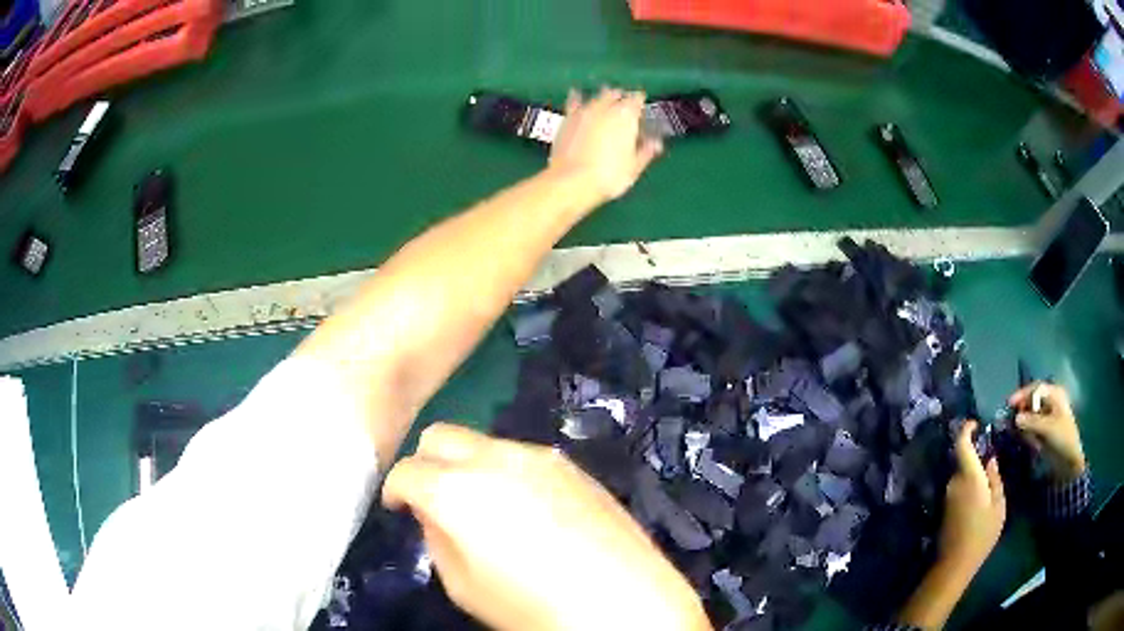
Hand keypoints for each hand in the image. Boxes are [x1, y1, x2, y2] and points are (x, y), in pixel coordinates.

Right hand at [382, 424, 709, 630]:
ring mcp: (541, 456)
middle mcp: (496, 457)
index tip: (398, 508)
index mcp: (457, 489)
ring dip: (470, 466)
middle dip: (426, 463)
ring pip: (485, 443)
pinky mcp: (575, 466)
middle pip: (441, 436)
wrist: (626, 604)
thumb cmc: (533, 608)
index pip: (406, 470)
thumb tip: (432, 513)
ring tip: (486, 509)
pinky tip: (529, 511)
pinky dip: (508, 474)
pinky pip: (525, 458)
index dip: (395, 489)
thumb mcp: (463, 586)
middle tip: (433, 499)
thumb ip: (436, 539)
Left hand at [548, 87, 663, 202]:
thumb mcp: (634, 167)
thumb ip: (646, 151)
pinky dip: (577, 97)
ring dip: (603, 97)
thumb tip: (656, 143)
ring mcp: (584, 110)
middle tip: (624, 106)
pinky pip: (574, 101)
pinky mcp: (567, 118)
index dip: (640, 101)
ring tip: (605, 101)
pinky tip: (576, 94)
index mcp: (626, 115)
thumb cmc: (608, 175)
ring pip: (596, 96)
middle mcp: (605, 106)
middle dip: (621, 98)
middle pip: (616, 94)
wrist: (571, 181)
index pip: (637, 99)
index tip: (642, 107)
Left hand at [940, 421, 1005, 575]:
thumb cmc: (982, 534)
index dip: (966, 430)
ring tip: (988, 478)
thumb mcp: (998, 505)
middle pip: (963, 460)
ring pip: (961, 475)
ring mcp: (947, 496)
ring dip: (972, 472)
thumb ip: (994, 479)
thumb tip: (990, 460)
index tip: (975, 423)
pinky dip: (968, 485)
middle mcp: (954, 482)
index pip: (962, 445)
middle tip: (991, 457)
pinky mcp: (945, 509)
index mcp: (968, 477)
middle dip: (975, 455)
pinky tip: (979, 494)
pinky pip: (958, 488)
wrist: (955, 564)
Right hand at [1010, 383, 1085, 482]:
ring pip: (1033, 415)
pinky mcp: (1047, 430)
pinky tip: (1030, 442)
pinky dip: (1030, 432)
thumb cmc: (1062, 438)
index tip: (1010, 404)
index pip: (1036, 388)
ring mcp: (1050, 417)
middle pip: (1034, 401)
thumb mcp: (1047, 429)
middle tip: (1013, 421)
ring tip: (1022, 435)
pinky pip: (1035, 427)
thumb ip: (1031, 422)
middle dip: (1024, 410)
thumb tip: (1016, 418)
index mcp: (1055, 394)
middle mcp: (1052, 402)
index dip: (1023, 394)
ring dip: (1026, 424)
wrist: (1070, 461)